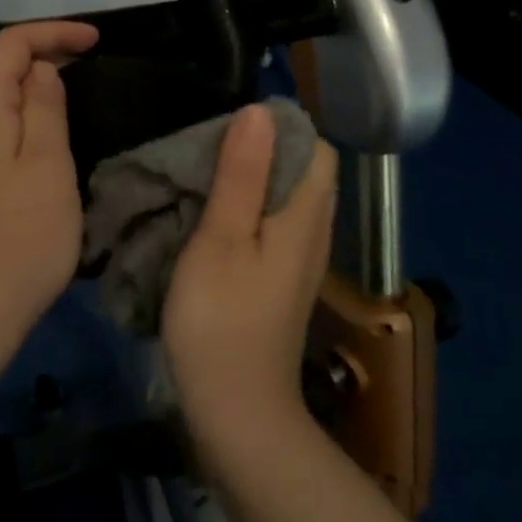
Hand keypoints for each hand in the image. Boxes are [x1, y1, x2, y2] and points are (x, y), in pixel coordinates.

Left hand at [0, 21, 99, 358]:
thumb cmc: (19, 240)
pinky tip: (44, 152)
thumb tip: (41, 72)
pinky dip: (20, 127)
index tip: (97, 42)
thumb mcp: (47, 166)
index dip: (54, 33)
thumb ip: (44, 108)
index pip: (10, 45)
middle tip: (94, 71)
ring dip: (33, 96)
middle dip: (45, 60)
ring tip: (76, 108)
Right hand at [163, 103, 338, 436]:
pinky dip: (249, 211)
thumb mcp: (222, 238)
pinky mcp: (283, 282)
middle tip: (207, 149)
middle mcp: (314, 232)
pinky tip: (214, 220)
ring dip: (252, 181)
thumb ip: (242, 175)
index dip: (279, 127)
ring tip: (205, 177)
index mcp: (306, 215)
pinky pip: (276, 226)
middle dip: (261, 150)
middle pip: (303, 170)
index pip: (316, 146)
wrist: (237, 411)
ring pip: (287, 199)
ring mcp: (301, 261)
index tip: (229, 127)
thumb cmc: (221, 320)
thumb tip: (260, 111)